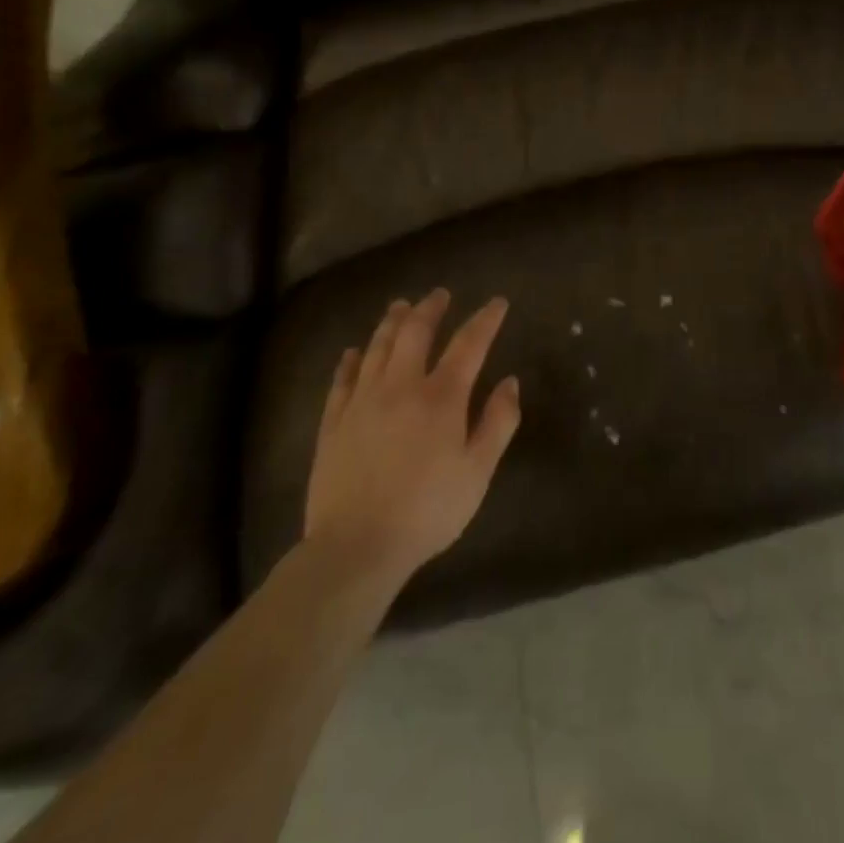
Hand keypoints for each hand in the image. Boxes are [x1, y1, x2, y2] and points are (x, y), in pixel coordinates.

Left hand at [304, 289, 521, 585]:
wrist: (356, 547)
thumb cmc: (427, 510)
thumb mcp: (478, 472)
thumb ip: (498, 422)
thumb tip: (509, 381)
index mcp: (441, 397)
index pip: (468, 344)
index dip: (485, 320)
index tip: (497, 303)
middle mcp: (400, 387)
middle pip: (415, 334)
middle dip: (430, 309)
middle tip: (440, 295)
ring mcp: (362, 403)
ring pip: (377, 348)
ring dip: (391, 323)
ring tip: (401, 306)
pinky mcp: (333, 424)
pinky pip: (342, 381)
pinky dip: (350, 361)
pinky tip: (353, 352)